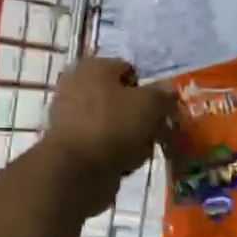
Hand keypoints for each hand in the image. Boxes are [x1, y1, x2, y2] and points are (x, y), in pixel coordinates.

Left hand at [42, 56, 175, 208]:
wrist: (77, 170)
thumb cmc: (114, 126)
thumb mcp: (150, 105)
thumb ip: (163, 94)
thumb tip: (168, 88)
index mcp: (93, 66)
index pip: (129, 70)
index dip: (148, 90)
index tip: (160, 110)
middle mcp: (76, 86)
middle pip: (121, 99)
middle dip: (139, 116)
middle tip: (153, 131)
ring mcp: (69, 117)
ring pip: (113, 124)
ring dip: (130, 137)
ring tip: (140, 150)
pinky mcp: (69, 145)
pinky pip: (101, 144)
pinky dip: (114, 153)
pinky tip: (124, 163)